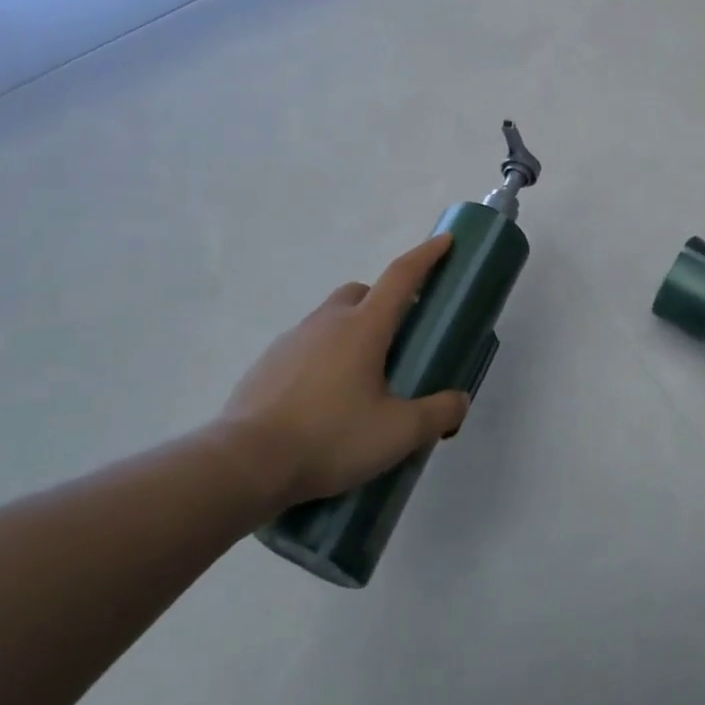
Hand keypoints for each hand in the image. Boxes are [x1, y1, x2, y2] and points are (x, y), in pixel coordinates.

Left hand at [217, 235, 470, 508]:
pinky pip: (306, 346)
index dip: (426, 256)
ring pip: (331, 319)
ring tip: (362, 381)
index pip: (401, 276)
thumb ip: (437, 414)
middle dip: (384, 302)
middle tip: (399, 339)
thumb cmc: (330, 437)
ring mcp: (293, 340)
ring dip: (352, 332)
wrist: (245, 463)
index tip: (445, 241)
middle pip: (362, 292)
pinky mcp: (267, 364)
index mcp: (364, 326)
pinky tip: (325, 400)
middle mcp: (328, 322)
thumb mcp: (398, 433)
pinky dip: (323, 358)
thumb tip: (459, 401)